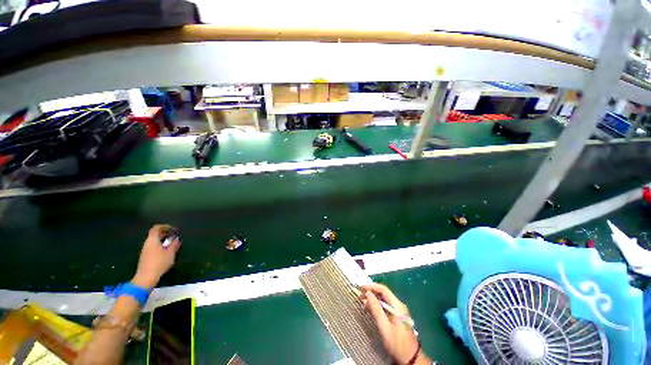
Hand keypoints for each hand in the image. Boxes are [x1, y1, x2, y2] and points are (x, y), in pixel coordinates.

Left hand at [131, 225, 180, 289]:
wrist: (146, 277)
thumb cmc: (159, 262)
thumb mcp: (170, 253)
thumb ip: (174, 244)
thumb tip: (176, 239)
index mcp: (152, 240)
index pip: (156, 228)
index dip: (164, 226)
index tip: (172, 228)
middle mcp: (147, 244)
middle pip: (154, 235)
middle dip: (164, 233)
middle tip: (173, 235)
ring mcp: (145, 251)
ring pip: (154, 241)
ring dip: (162, 240)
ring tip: (171, 243)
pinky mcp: (145, 257)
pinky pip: (153, 247)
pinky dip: (159, 246)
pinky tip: (166, 251)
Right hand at [362, 284, 429, 364]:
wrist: (411, 359)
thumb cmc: (397, 343)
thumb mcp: (384, 327)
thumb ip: (376, 309)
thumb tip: (368, 293)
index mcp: (397, 305)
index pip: (384, 290)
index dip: (372, 286)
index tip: (361, 287)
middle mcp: (399, 305)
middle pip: (384, 293)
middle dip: (372, 292)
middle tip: (360, 295)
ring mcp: (399, 311)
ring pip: (384, 300)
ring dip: (373, 299)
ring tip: (362, 302)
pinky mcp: (397, 317)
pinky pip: (386, 306)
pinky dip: (377, 306)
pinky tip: (370, 309)